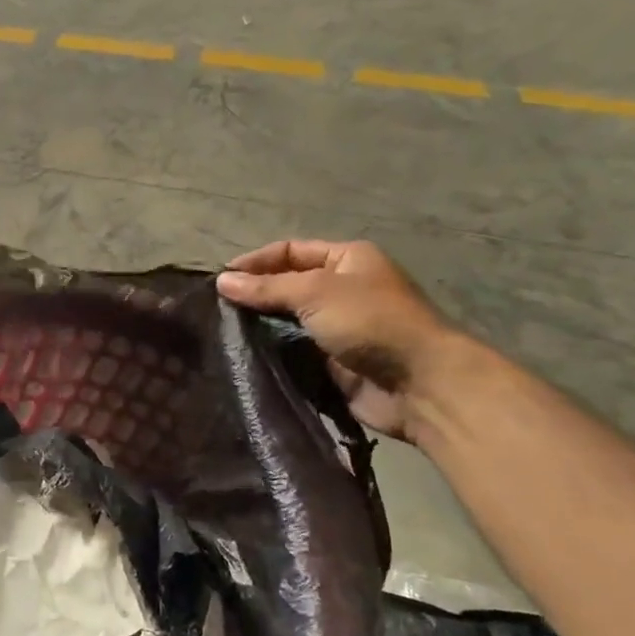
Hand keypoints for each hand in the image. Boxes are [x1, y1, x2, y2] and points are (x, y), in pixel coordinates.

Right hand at [217, 240, 461, 442]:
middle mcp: (342, 289)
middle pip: (286, 285)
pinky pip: (293, 351)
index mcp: (347, 259)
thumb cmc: (370, 322)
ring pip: (287, 321)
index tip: (219, 280)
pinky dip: (271, 352)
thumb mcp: (315, 292)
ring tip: (221, 332)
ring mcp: (337, 327)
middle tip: (216, 308)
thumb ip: (267, 287)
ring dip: (259, 326)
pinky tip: (243, 355)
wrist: (418, 384)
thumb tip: (222, 281)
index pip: (289, 251)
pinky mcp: (331, 362)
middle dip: (254, 295)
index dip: (254, 262)